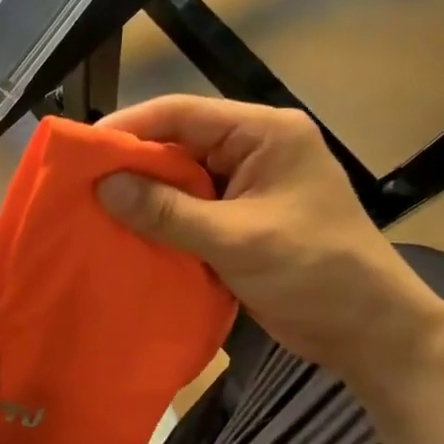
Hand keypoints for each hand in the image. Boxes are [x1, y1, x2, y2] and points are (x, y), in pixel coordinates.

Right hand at [96, 96, 443, 395]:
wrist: (367, 330)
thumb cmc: (315, 271)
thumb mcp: (237, 239)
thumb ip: (168, 212)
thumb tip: (104, 186)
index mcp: (264, 134)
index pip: (184, 114)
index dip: (130, 127)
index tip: (81, 149)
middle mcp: (252, 151)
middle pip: (177, 146)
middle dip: (130, 165)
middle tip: (77, 185)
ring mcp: (245, 189)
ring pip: (179, 182)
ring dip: (141, 198)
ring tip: (90, 211)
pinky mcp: (238, 222)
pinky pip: (187, 213)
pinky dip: (158, 224)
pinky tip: (124, 236)